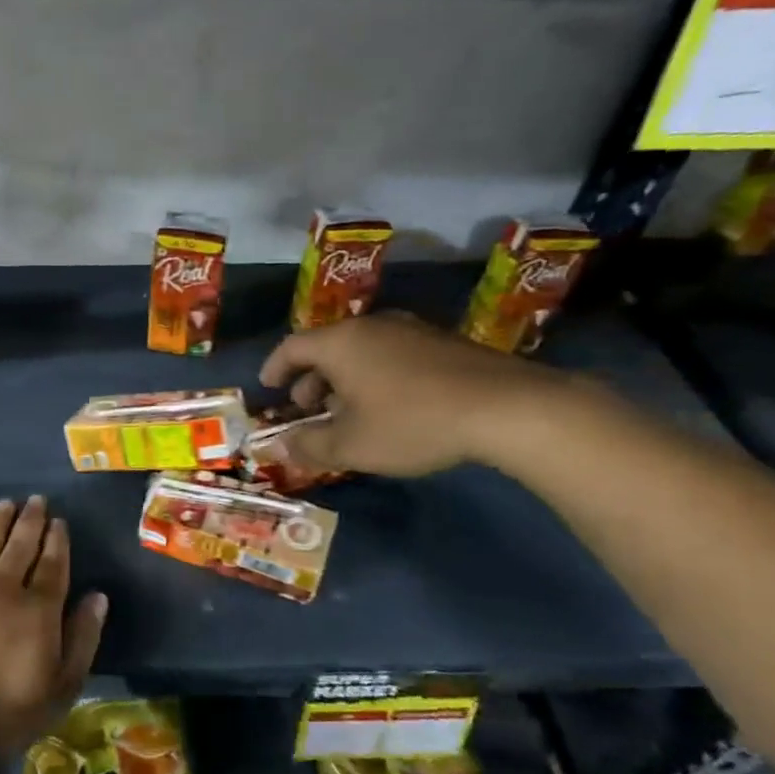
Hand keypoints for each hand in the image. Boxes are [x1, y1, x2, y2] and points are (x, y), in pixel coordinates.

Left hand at [0, 496, 107, 756]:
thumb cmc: (10, 713)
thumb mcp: (63, 685)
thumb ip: (83, 637)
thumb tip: (98, 596)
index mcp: (39, 609)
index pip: (52, 563)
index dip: (57, 540)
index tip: (59, 521)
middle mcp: (3, 588)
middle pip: (20, 545)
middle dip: (30, 520)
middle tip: (35, 500)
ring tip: (6, 504)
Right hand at [258, 311, 573, 477]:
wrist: (506, 407)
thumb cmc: (411, 423)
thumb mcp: (351, 445)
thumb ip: (308, 446)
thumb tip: (277, 447)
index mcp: (341, 343)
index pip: (292, 346)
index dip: (275, 368)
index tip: (268, 388)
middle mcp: (372, 326)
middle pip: (327, 347)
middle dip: (310, 379)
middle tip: (307, 409)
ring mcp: (410, 330)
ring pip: (361, 351)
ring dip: (343, 380)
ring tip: (347, 414)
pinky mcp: (441, 342)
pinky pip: (390, 354)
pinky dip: (374, 377)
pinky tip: (388, 408)